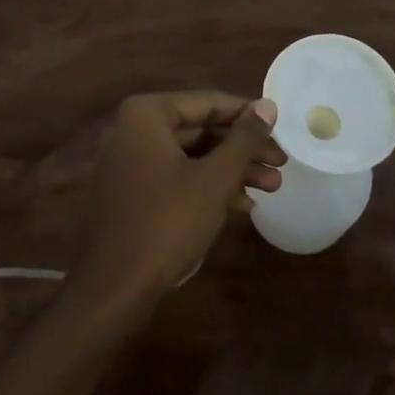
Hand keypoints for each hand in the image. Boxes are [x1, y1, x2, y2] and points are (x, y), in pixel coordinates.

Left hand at [71, 91, 283, 318]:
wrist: (113, 292)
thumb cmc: (167, 223)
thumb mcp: (215, 178)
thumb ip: (244, 138)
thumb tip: (268, 105)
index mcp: (147, 115)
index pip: (209, 102)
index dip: (248, 116)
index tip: (280, 128)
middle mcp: (133, 130)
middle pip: (201, 130)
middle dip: (243, 149)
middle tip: (281, 162)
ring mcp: (129, 163)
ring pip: (192, 156)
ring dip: (232, 170)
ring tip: (273, 186)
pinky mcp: (131, 193)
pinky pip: (176, 177)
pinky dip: (208, 187)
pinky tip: (243, 205)